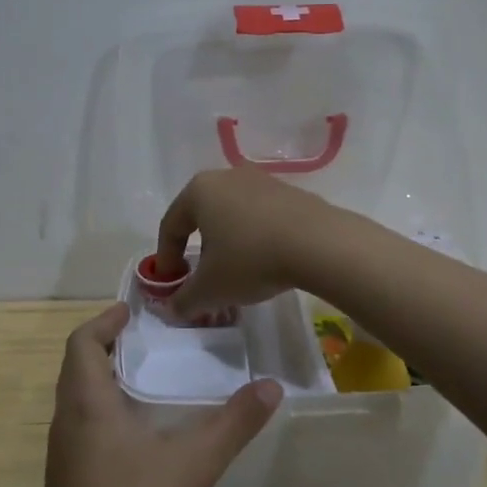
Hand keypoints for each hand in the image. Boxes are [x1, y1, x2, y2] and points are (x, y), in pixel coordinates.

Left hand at [41, 303, 282, 486]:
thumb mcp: (195, 463)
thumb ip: (235, 424)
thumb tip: (272, 388)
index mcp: (87, 404)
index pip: (81, 343)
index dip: (103, 322)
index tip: (129, 312)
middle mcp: (66, 422)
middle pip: (76, 367)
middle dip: (105, 346)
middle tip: (144, 340)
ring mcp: (61, 455)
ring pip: (75, 400)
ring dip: (102, 380)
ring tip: (143, 380)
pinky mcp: (65, 482)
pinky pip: (79, 427)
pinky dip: (101, 411)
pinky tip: (134, 435)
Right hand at [156, 167, 337, 317]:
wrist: (320, 244)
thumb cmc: (251, 259)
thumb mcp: (210, 289)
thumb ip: (184, 300)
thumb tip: (173, 309)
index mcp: (199, 191)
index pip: (171, 226)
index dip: (166, 259)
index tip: (171, 285)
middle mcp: (227, 177)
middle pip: (202, 218)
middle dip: (199, 252)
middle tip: (202, 280)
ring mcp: (262, 182)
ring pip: (233, 217)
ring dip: (229, 245)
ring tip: (237, 275)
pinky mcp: (291, 193)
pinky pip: (261, 218)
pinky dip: (255, 239)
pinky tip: (266, 263)